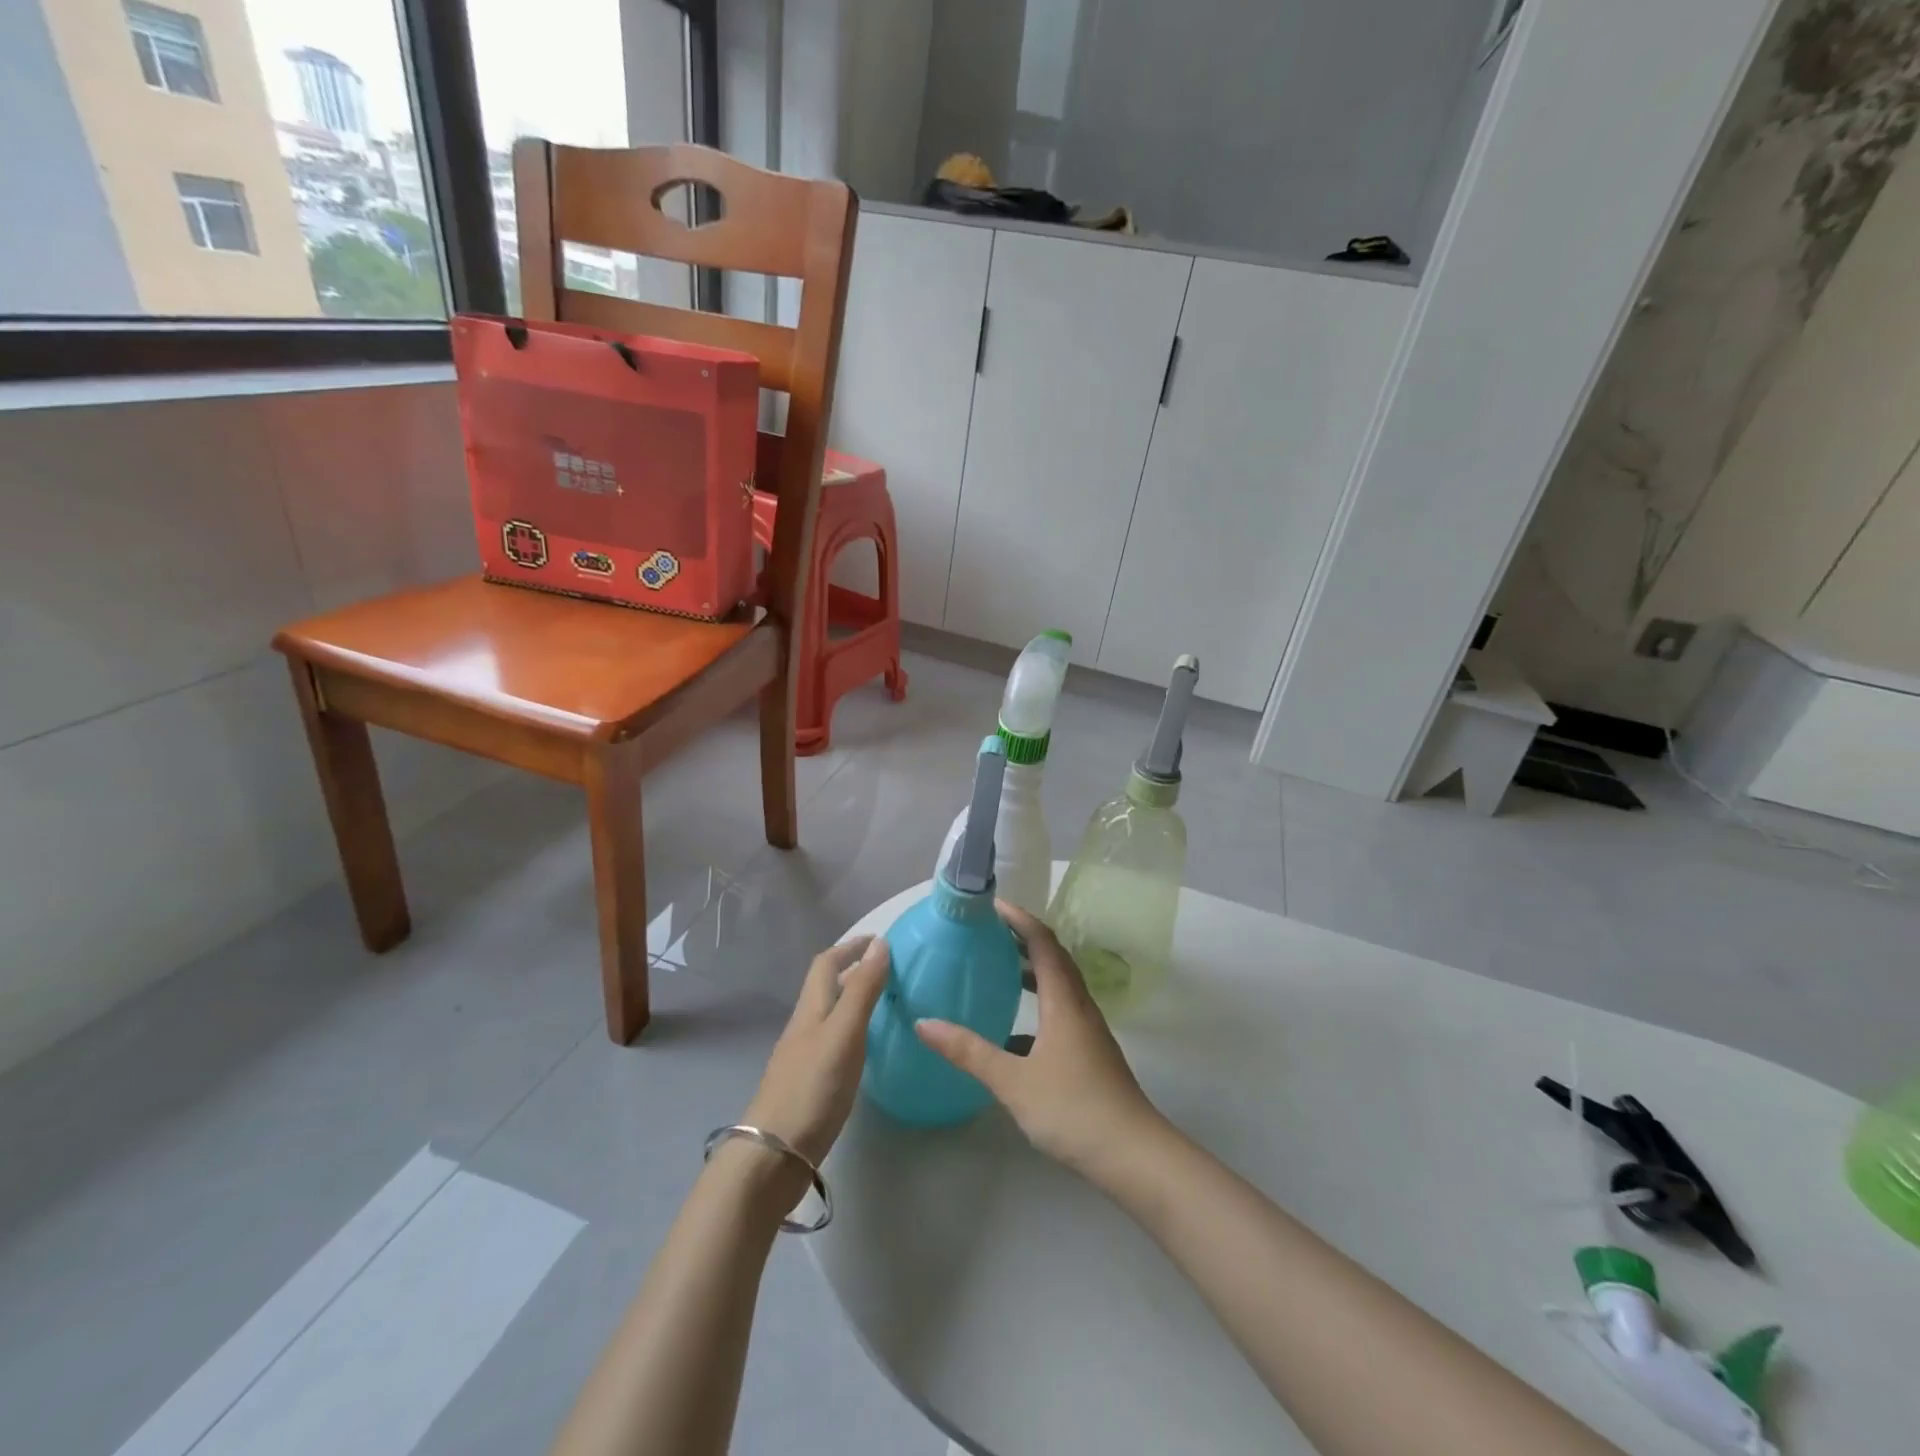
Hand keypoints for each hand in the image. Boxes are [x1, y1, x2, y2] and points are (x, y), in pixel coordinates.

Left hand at [741, 936, 889, 1168]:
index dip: (850, 947)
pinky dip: (852, 1030)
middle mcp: (804, 1026)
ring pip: (829, 1015)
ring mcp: (803, 1056)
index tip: (879, 940)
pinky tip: (866, 1047)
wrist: (773, 1155)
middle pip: (826, 987)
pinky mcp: (808, 1083)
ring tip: (885, 1002)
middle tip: (889, 969)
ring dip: (853, 1000)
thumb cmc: (812, 1086)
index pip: (827, 963)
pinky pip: (832, 1041)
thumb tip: (880, 943)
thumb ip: (862, 989)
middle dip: (853, 970)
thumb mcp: (844, 1033)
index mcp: (811, 1009)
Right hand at [916, 902, 1161, 1178]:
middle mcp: (1079, 1006)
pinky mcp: (1089, 1053)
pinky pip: (1060, 1011)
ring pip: (1058, 985)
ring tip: (998, 968)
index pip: (1042, 942)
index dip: (1018, 919)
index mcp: (1064, 1001)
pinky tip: (1012, 1032)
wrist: (1133, 1155)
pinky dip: (1036, 1005)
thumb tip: (924, 1023)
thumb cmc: (1073, 1109)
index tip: (991, 905)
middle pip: (1053, 957)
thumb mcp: (1013, 1081)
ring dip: (1031, 969)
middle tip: (988, 931)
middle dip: (1023, 938)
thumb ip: (969, 1051)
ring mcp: (1088, 1030)